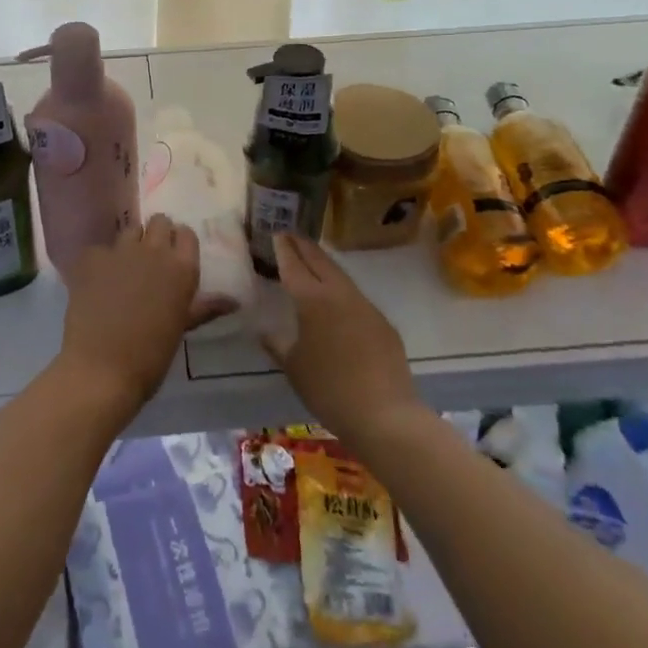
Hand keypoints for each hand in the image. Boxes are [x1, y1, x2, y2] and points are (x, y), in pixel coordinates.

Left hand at [60, 215, 215, 409]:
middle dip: (156, 235)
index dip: (180, 242)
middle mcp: (154, 250)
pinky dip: (101, 261)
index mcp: (182, 268)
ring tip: (125, 268)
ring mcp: (121, 250)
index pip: (186, 234)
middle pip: (159, 222)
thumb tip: (233, 301)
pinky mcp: (92, 258)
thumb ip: (203, 307)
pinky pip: (100, 249)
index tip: (175, 256)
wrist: (102, 368)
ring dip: (131, 243)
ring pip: (130, 230)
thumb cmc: (151, 355)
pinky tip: (97, 282)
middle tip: (151, 259)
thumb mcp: (181, 328)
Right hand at [261, 234, 421, 443]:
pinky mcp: (382, 322)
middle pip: (320, 261)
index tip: (277, 233)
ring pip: (340, 276)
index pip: (294, 266)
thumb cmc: (328, 389)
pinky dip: (340, 289)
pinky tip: (337, 300)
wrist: (384, 414)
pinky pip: (356, 297)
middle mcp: (339, 294)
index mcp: (312, 300)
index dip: (284, 249)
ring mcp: (365, 306)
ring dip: (324, 264)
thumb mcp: (293, 367)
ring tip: (311, 260)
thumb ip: (277, 344)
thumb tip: (263, 331)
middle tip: (291, 235)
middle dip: (304, 246)